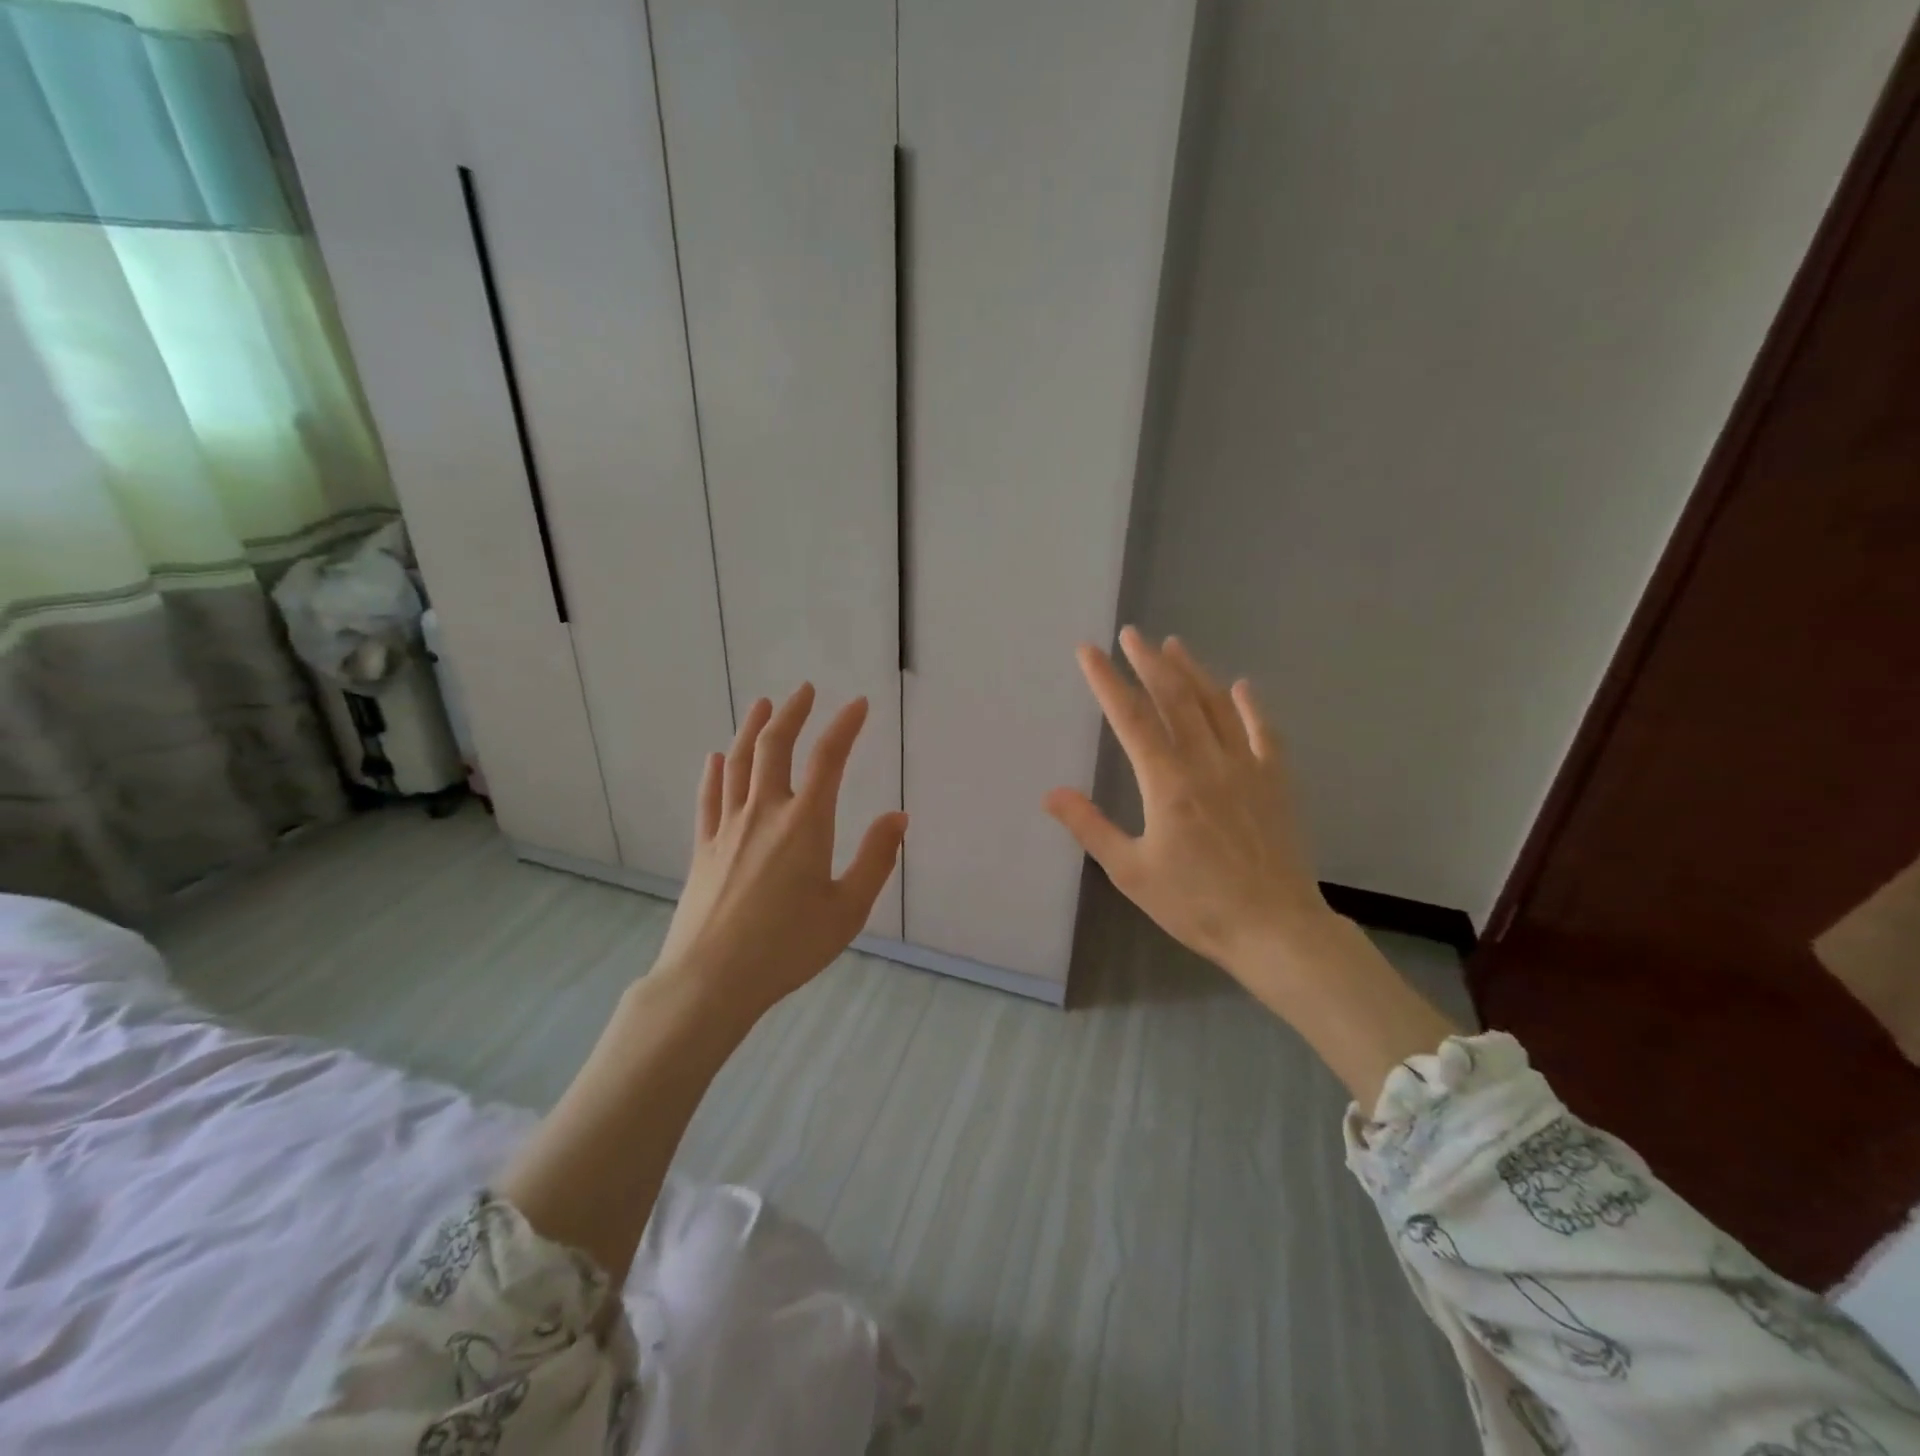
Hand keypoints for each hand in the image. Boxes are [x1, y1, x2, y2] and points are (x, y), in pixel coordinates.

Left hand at [654, 684, 907, 1016]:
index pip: (829, 759)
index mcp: (805, 823)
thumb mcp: (848, 910)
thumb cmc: (788, 947)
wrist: (711, 980)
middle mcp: (764, 813)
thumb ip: (876, 859)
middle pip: (774, 746)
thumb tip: (897, 817)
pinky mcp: (703, 848)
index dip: (845, 726)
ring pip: (737, 763)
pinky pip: (709, 797)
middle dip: (792, 712)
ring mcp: (727, 828)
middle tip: (805, 690)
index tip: (859, 704)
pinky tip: (715, 757)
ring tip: (762, 704)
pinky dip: (714, 771)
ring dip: (751, 728)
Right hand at [1044, 628, 1334, 985]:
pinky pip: (1264, 732)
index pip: (1130, 718)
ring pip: (1216, 706)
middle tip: (1131, 633)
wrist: (1274, 929)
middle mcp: (1206, 762)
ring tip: (1174, 645)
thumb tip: (1051, 793)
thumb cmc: (1196, 904)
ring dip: (1193, 672)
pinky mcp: (1276, 782)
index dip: (1107, 681)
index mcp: (1167, 782)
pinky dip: (1251, 706)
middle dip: (1148, 663)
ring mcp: (1246, 767)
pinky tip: (1242, 686)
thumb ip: (1090, 827)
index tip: (1089, 651)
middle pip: (1174, 699)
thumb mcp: (1131, 872)